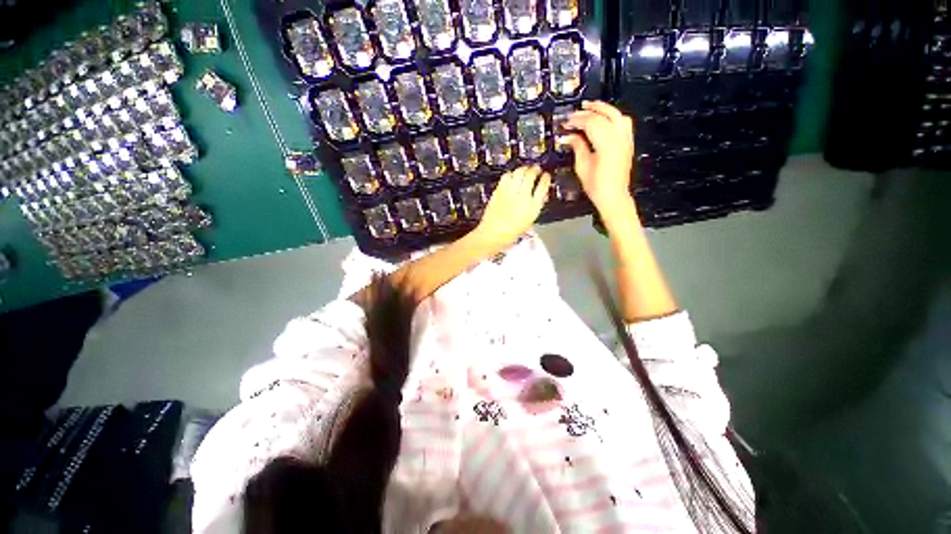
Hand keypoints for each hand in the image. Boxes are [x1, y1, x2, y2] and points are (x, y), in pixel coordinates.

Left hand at [472, 165, 550, 250]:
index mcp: (533, 207)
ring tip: (525, 170)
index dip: (546, 178)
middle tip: (536, 169)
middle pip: (531, 175)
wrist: (493, 234)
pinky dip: (511, 173)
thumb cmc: (511, 232)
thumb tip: (541, 195)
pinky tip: (513, 176)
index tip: (546, 175)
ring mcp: (510, 193)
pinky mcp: (499, 191)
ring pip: (519, 172)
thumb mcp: (529, 221)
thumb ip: (535, 206)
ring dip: (524, 169)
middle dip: (535, 169)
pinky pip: (507, 176)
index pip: (543, 186)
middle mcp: (523, 198)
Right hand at [559, 101, 636, 218]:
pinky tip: (604, 119)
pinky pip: (623, 123)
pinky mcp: (628, 143)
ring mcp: (626, 140)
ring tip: (591, 108)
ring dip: (604, 109)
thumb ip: (577, 147)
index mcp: (606, 145)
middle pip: (604, 116)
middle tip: (576, 112)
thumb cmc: (597, 186)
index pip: (591, 123)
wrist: (613, 195)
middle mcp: (619, 139)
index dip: (578, 120)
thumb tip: (569, 136)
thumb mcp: (582, 166)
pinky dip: (613, 117)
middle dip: (589, 112)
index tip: (567, 122)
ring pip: (617, 115)